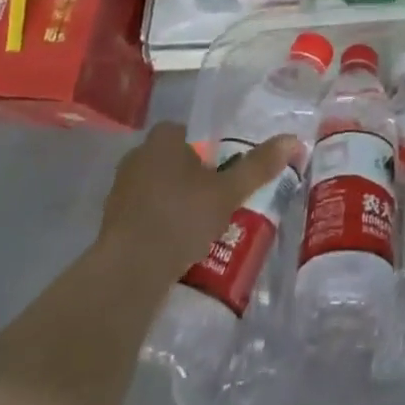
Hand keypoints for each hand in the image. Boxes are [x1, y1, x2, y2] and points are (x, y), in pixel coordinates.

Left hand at [97, 123, 298, 281]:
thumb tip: (294, 140)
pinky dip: (158, 222)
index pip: (187, 132)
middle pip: (172, 159)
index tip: (222, 172)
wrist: (128, 272)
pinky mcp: (110, 222)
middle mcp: (137, 157)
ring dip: (174, 200)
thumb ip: (259, 165)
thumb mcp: (229, 191)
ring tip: (198, 225)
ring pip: (156, 187)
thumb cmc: (181, 218)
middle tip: (215, 199)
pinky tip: (175, 244)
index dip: (206, 150)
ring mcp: (120, 190)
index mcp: (163, 140)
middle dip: (191, 176)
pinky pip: (142, 213)